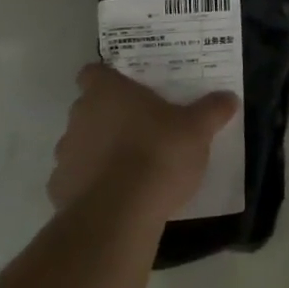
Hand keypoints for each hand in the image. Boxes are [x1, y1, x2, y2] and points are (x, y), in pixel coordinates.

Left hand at [48, 63, 238, 220]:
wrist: (119, 214)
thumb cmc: (158, 154)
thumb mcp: (197, 129)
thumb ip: (212, 110)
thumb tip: (229, 97)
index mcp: (107, 92)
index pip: (93, 72)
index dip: (108, 78)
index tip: (128, 89)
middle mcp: (79, 117)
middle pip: (88, 108)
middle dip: (109, 116)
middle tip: (142, 127)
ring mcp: (65, 155)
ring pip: (81, 144)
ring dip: (99, 150)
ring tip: (130, 166)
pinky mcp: (59, 190)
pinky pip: (76, 179)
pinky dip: (91, 184)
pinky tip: (116, 195)